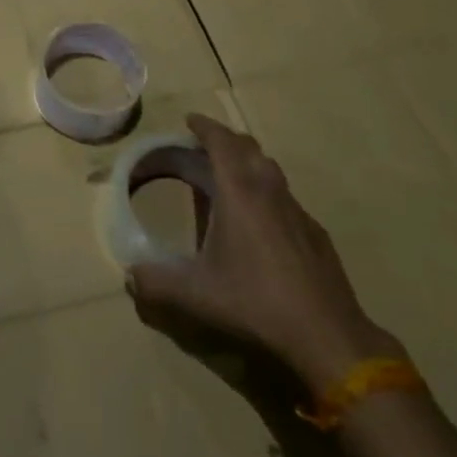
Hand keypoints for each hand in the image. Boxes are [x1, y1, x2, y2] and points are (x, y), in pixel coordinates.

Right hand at [127, 114, 402, 393]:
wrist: (327, 336)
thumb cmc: (256, 303)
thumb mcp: (196, 295)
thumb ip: (156, 282)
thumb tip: (129, 276)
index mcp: (240, 193)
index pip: (222, 143)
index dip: (205, 127)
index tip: (190, 120)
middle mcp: (270, 192)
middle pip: (249, 148)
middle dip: (225, 140)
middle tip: (203, 146)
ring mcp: (298, 212)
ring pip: (271, 170)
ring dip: (248, 163)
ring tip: (229, 177)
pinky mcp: (315, 235)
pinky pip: (286, 198)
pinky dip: (267, 193)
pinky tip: (260, 222)